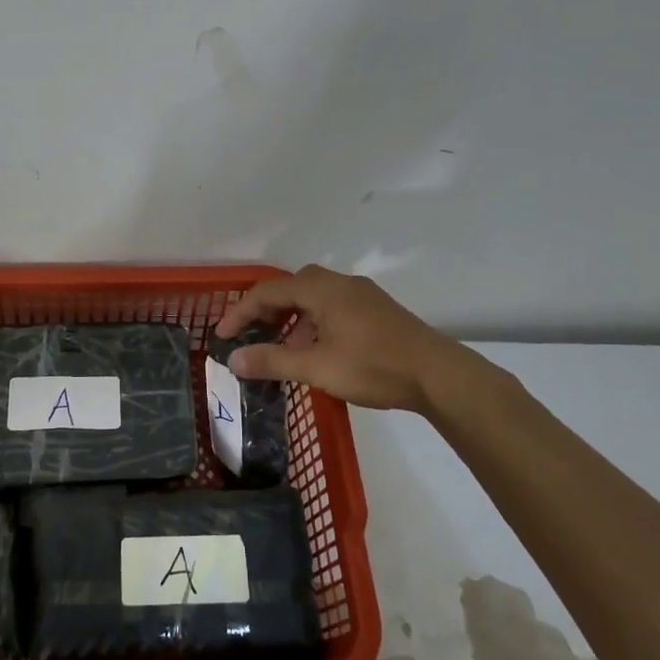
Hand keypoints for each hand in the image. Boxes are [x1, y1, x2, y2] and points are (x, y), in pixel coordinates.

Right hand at [214, 265, 464, 412]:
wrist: (438, 375)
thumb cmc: (374, 367)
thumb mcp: (317, 368)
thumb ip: (273, 361)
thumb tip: (233, 359)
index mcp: (323, 290)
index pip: (268, 292)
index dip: (240, 312)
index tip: (221, 336)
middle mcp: (341, 284)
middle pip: (291, 287)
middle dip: (265, 310)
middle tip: (249, 334)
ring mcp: (363, 296)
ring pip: (314, 298)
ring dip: (291, 318)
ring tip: (281, 347)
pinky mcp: (377, 311)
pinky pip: (332, 307)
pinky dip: (312, 322)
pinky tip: (316, 351)